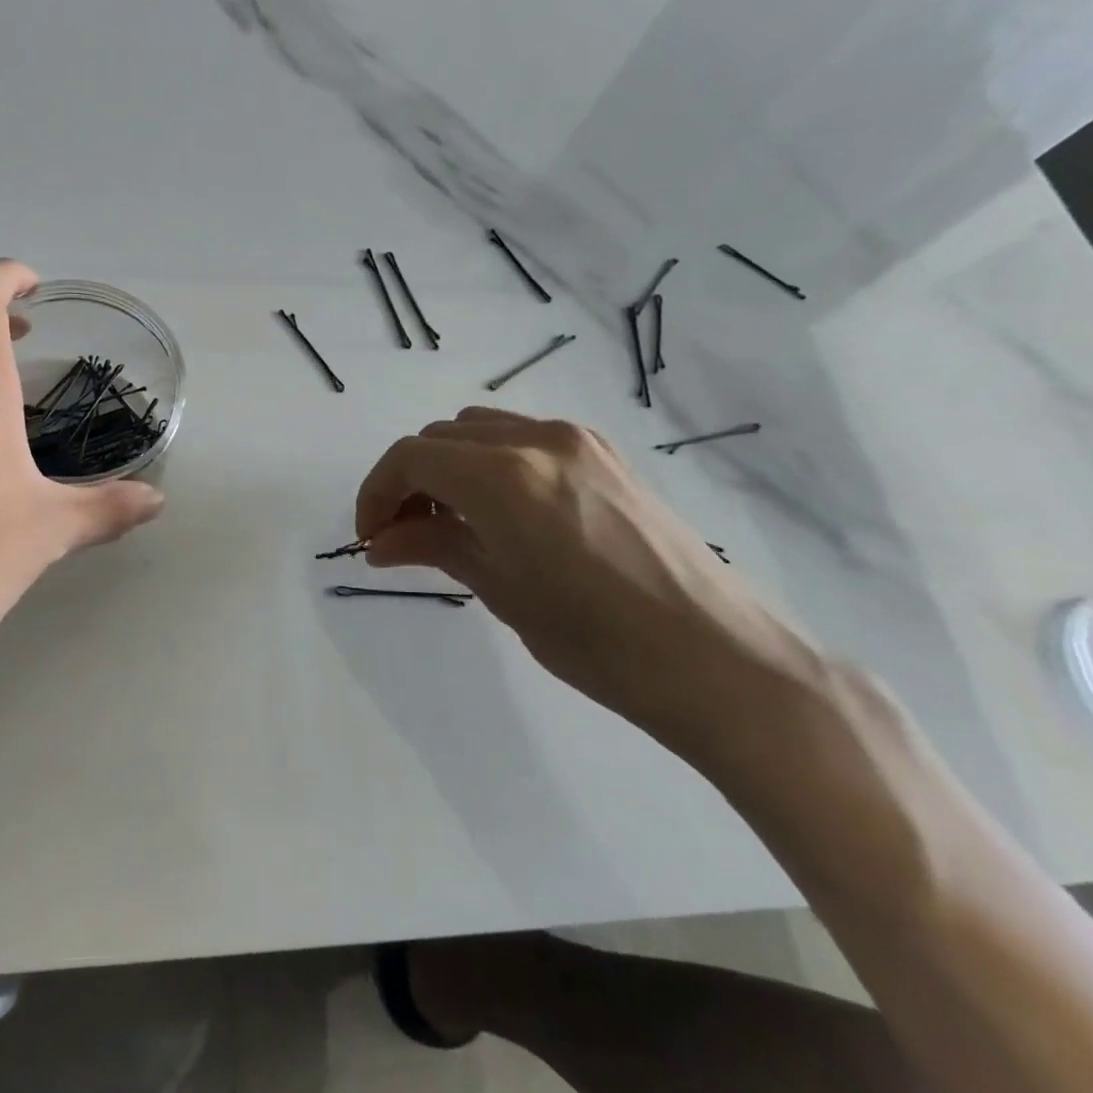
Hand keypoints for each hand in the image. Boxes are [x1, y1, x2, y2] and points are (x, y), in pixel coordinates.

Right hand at [355, 408, 817, 750]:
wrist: (720, 661)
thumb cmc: (598, 642)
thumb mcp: (500, 591)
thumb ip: (433, 548)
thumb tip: (380, 542)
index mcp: (504, 476)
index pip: (409, 458)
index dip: (376, 494)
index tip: (371, 539)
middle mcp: (537, 439)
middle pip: (439, 438)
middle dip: (408, 482)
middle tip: (404, 537)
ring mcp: (577, 440)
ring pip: (478, 431)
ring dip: (447, 468)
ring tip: (450, 525)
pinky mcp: (605, 453)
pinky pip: (521, 439)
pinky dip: (489, 464)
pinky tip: (499, 514)